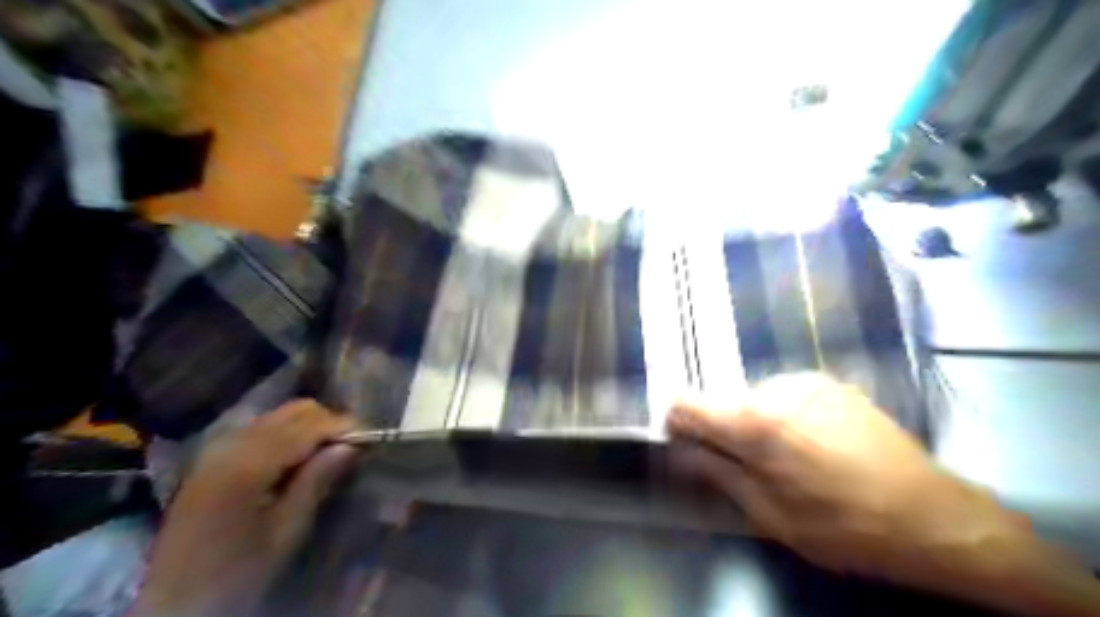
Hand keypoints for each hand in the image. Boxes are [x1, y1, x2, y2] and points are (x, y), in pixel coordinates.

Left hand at [129, 399, 358, 616]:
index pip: (308, 425)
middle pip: (294, 411)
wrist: (173, 602)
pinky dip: (287, 433)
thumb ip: (316, 482)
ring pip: (278, 416)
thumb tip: (350, 446)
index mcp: (249, 464)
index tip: (370, 437)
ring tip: (329, 451)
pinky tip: (297, 458)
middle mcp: (232, 444)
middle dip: (328, 421)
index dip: (344, 425)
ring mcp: (219, 448)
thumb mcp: (285, 532)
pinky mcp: (214, 457)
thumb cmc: (236, 572)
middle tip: (352, 446)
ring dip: (309, 426)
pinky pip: (261, 428)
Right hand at [671, 374, 1023, 585]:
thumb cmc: (844, 526)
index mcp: (753, 424)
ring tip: (792, 459)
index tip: (685, 442)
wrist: (933, 516)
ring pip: (756, 399)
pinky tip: (816, 444)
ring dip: (758, 423)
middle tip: (755, 468)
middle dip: (726, 431)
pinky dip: (785, 414)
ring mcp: (806, 381)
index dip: (678, 423)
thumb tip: (681, 450)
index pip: (687, 404)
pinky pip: (786, 395)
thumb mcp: (769, 514)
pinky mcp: (831, 383)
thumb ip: (717, 474)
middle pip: (724, 403)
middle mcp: (775, 389)